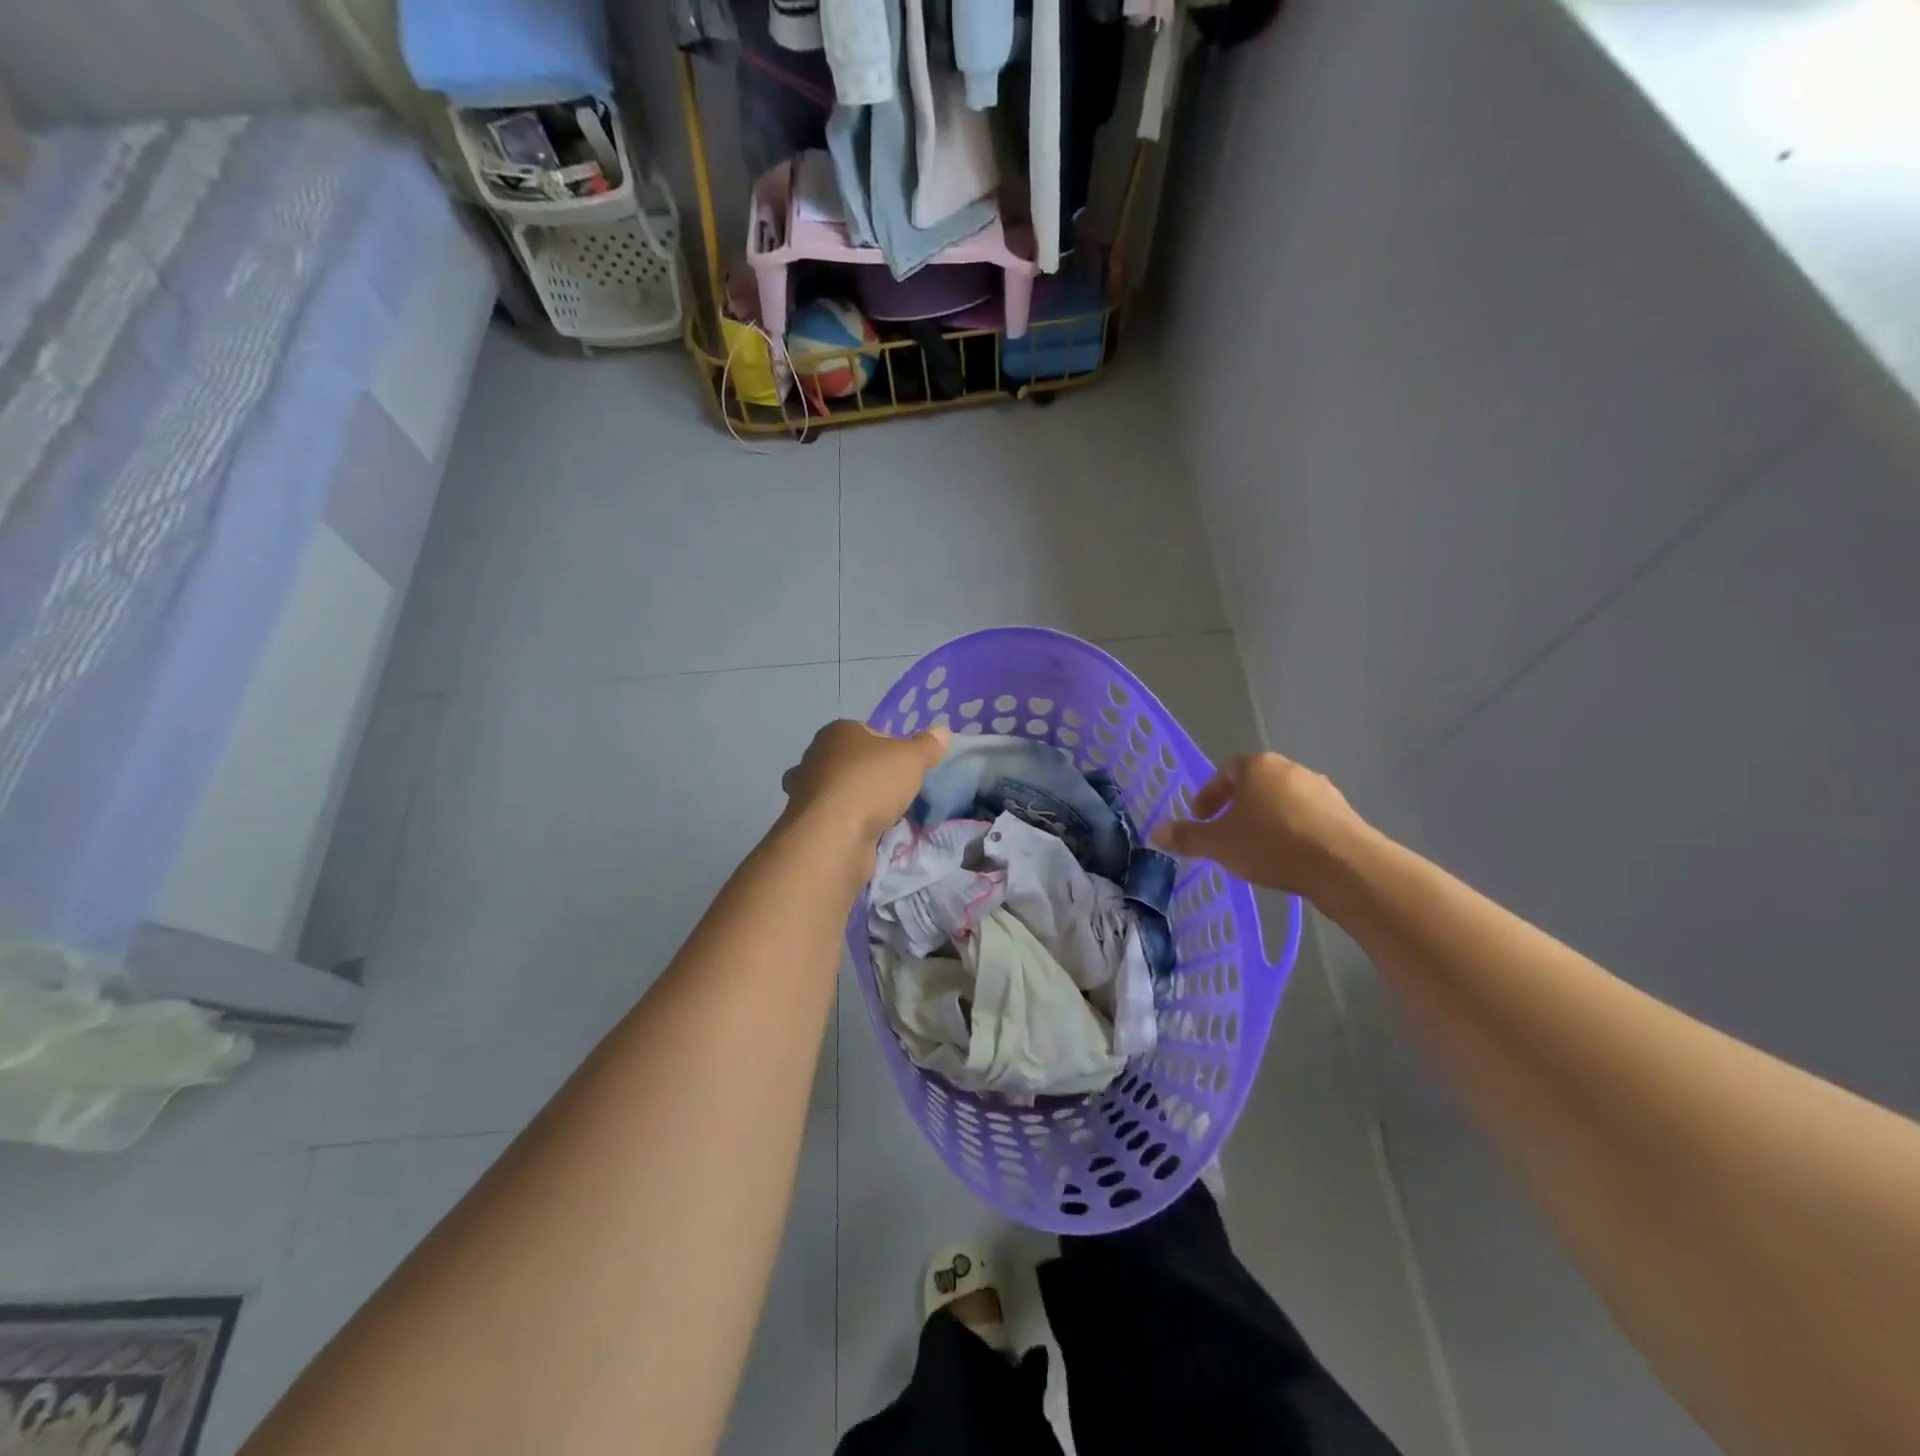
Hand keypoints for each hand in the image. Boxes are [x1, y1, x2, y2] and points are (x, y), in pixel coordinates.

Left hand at [781, 719, 950, 842]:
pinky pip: (836, 818)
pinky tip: (868, 834)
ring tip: (885, 816)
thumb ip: (928, 745)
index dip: (894, 748)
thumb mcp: (911, 759)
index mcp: (837, 732)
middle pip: (856, 762)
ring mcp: (807, 792)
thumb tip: (942, 731)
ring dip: (861, 802)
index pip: (871, 732)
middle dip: (876, 776)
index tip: (909, 768)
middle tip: (899, 793)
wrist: (833, 837)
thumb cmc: (871, 785)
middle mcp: (816, 757)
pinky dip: (851, 824)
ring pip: (843, 791)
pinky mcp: (807, 824)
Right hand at [1149, 752, 1366, 900]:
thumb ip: (1187, 836)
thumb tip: (1155, 832)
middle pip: (1255, 784)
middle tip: (1225, 835)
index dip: (1209, 795)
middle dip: (1237, 808)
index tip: (1202, 819)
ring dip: (1266, 820)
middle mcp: (1289, 769)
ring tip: (1256, 850)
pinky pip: (1306, 818)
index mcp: (1257, 766)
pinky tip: (1288, 857)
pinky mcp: (1343, 813)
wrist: (1343, 865)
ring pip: (1282, 801)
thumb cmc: (1271, 844)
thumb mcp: (1219, 844)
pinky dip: (1292, 831)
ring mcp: (1321, 789)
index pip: (1224, 771)